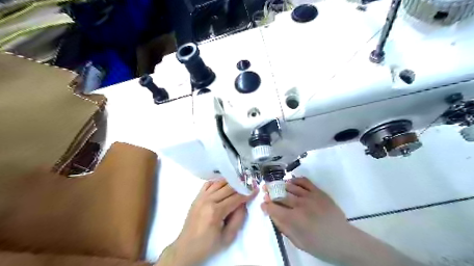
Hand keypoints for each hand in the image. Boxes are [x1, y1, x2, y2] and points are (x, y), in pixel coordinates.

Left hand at [157, 179, 257, 265]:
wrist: (186, 247)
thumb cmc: (208, 245)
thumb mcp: (228, 237)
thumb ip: (238, 218)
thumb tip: (243, 204)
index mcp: (216, 211)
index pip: (236, 198)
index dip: (247, 193)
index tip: (255, 189)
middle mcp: (208, 200)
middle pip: (228, 188)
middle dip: (241, 185)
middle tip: (250, 184)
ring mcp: (201, 197)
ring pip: (219, 183)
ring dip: (230, 181)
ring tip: (239, 181)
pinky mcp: (197, 197)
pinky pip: (208, 184)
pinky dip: (217, 181)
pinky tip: (224, 183)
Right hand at [261, 178, 349, 262]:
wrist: (344, 240)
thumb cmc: (320, 245)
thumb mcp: (298, 242)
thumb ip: (283, 227)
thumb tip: (272, 215)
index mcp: (294, 219)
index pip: (274, 208)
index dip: (266, 205)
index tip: (263, 204)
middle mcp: (300, 205)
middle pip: (280, 195)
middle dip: (270, 192)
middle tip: (265, 191)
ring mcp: (310, 196)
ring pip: (290, 186)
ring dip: (280, 186)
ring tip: (275, 186)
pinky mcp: (318, 192)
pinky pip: (304, 181)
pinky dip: (295, 180)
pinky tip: (290, 182)